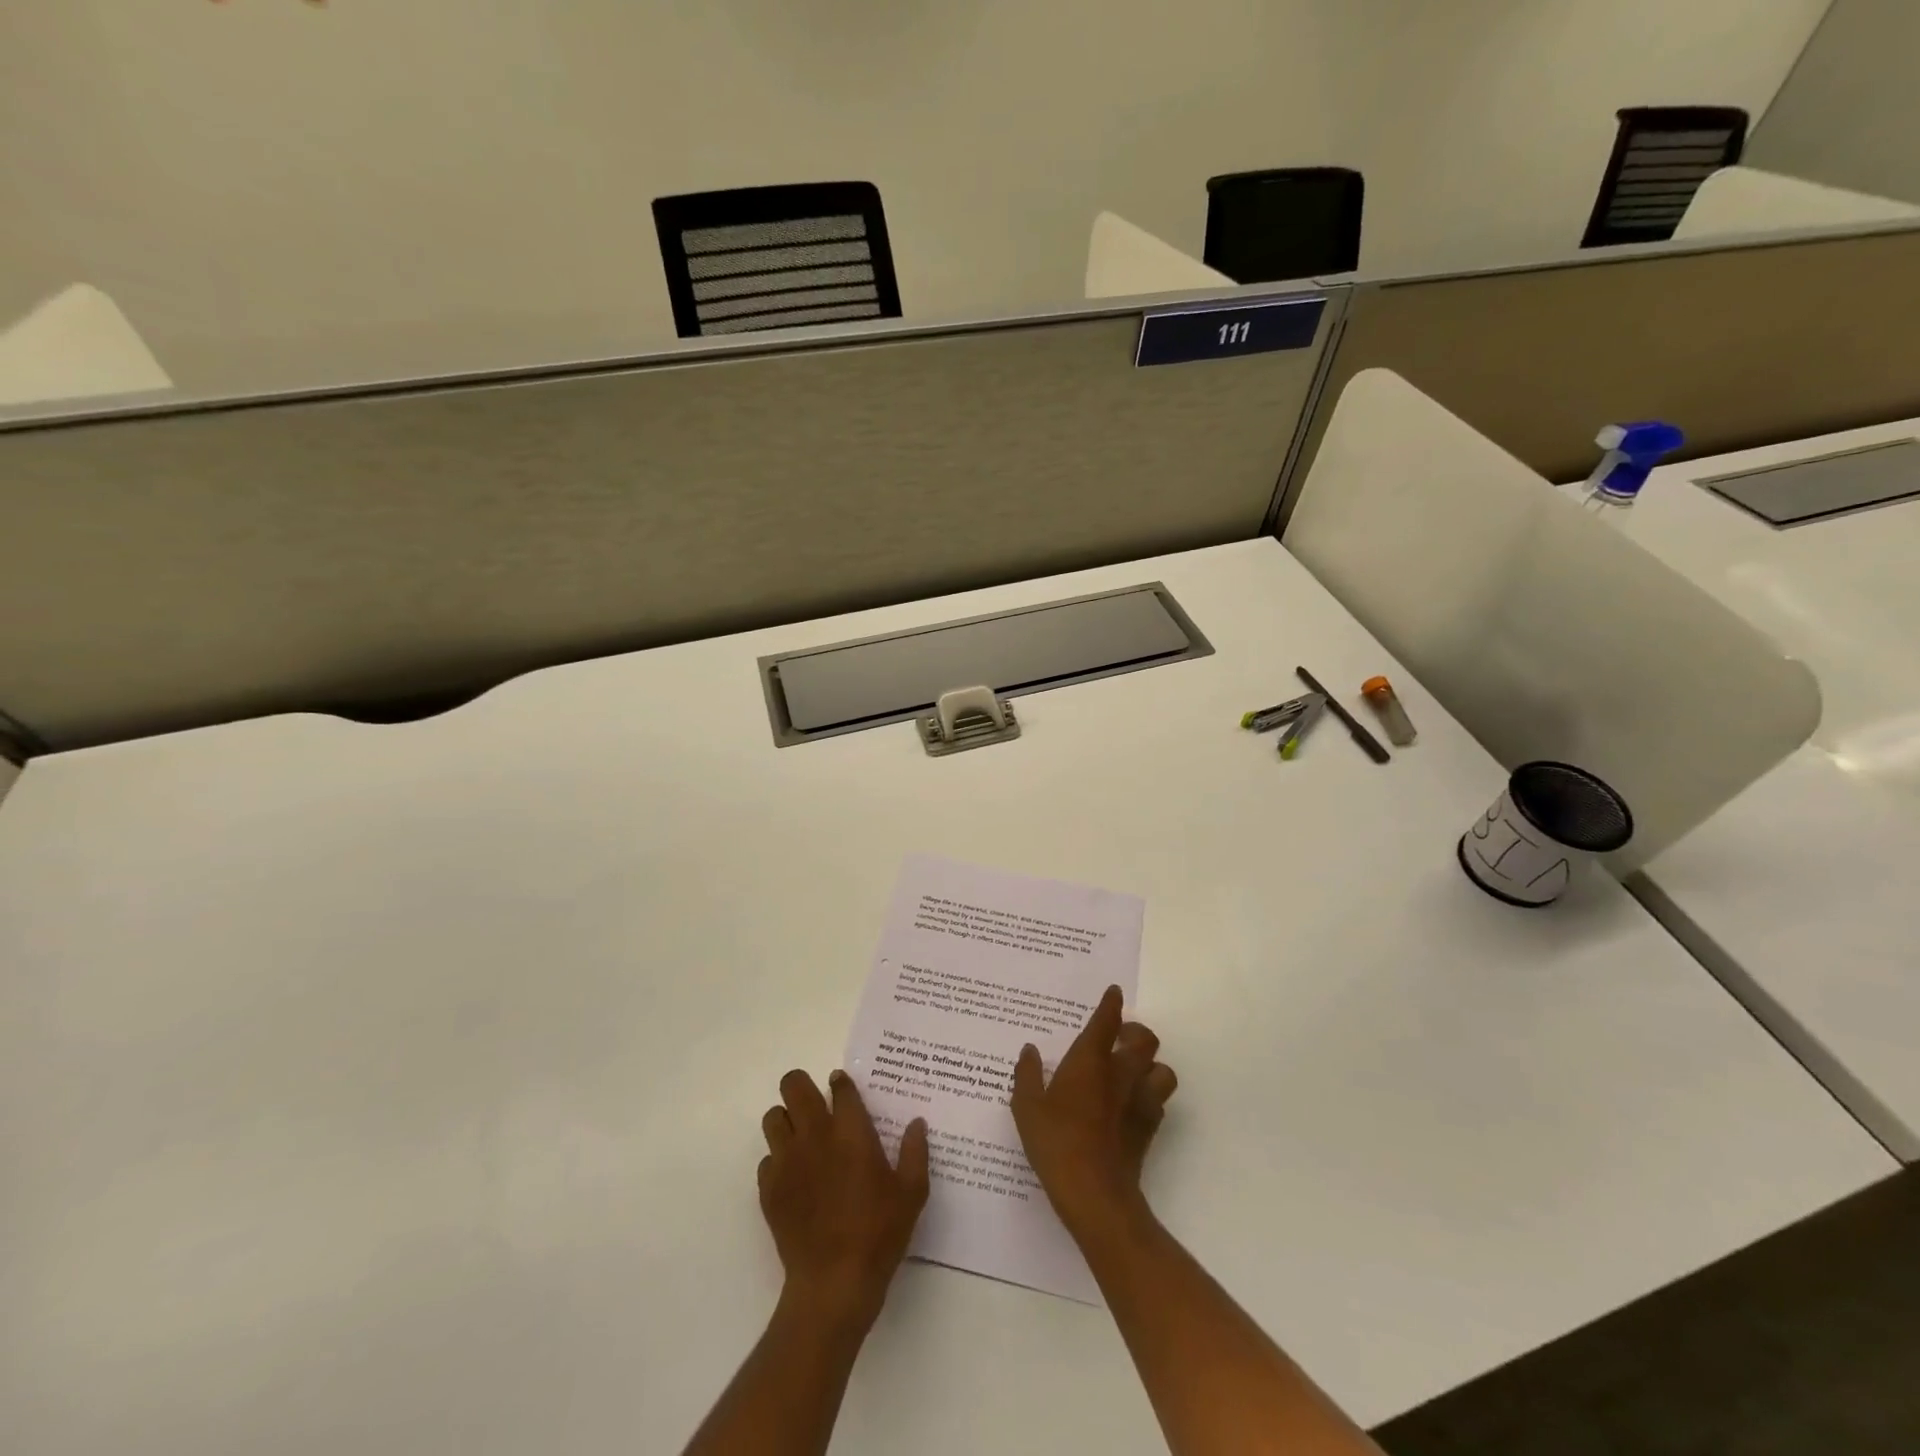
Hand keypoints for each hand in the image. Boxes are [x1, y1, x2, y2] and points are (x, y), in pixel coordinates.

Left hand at [758, 1068, 929, 1329]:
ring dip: (786, 1121)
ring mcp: (787, 1161)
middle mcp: (815, 1135)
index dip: (841, 1083)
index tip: (844, 1090)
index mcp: (851, 1131)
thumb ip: (915, 1152)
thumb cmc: (878, 1233)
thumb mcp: (912, 1193)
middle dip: (802, 1087)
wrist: (834, 1283)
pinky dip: (778, 1161)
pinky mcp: (769, 1189)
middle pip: (794, 1086)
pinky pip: (766, 1159)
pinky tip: (795, 1179)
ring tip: (802, 1139)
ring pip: (773, 1117)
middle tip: (817, 1106)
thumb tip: (917, 1123)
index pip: (839, 1086)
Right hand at [1011, 985, 1177, 1238]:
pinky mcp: (1150, 1128)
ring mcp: (1141, 1100)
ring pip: (1162, 1069)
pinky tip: (1133, 1104)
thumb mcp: (1027, 1107)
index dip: (1111, 1003)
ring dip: (1150, 1065)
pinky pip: (1159, 1101)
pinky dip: (1149, 1095)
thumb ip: (1028, 1075)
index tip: (1114, 992)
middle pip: (1145, 1039)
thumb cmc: (1056, 1142)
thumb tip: (1030, 1051)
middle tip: (1121, 1036)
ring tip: (1133, 1070)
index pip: (1107, 1020)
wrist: (1095, 1193)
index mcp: (1091, 1060)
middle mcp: (1121, 1073)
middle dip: (1135, 1032)